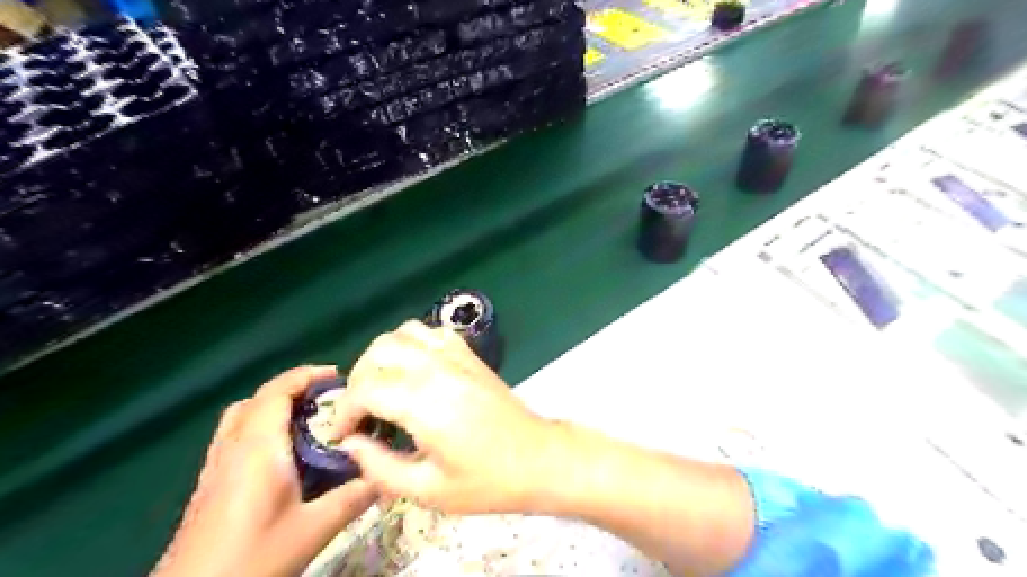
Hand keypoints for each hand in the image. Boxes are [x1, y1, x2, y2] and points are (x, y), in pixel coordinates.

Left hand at [150, 368, 375, 576]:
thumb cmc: (252, 559)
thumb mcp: (313, 530)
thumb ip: (353, 498)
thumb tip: (386, 475)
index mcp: (257, 448)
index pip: (277, 391)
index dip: (307, 375)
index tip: (338, 376)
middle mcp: (232, 449)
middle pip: (257, 400)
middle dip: (293, 390)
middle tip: (326, 400)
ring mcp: (215, 468)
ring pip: (242, 418)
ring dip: (273, 408)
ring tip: (307, 423)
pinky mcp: (209, 487)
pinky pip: (235, 439)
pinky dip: (260, 429)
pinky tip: (283, 458)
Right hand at [335, 321, 560, 514]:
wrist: (537, 458)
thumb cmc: (486, 480)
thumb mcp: (428, 489)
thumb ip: (380, 467)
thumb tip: (350, 444)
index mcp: (424, 402)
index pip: (366, 389)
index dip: (344, 412)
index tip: (342, 435)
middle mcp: (437, 368)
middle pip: (379, 351)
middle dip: (358, 380)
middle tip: (361, 413)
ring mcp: (456, 356)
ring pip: (403, 333)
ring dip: (382, 357)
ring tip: (382, 387)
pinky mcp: (469, 354)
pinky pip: (431, 332)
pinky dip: (411, 344)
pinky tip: (413, 371)